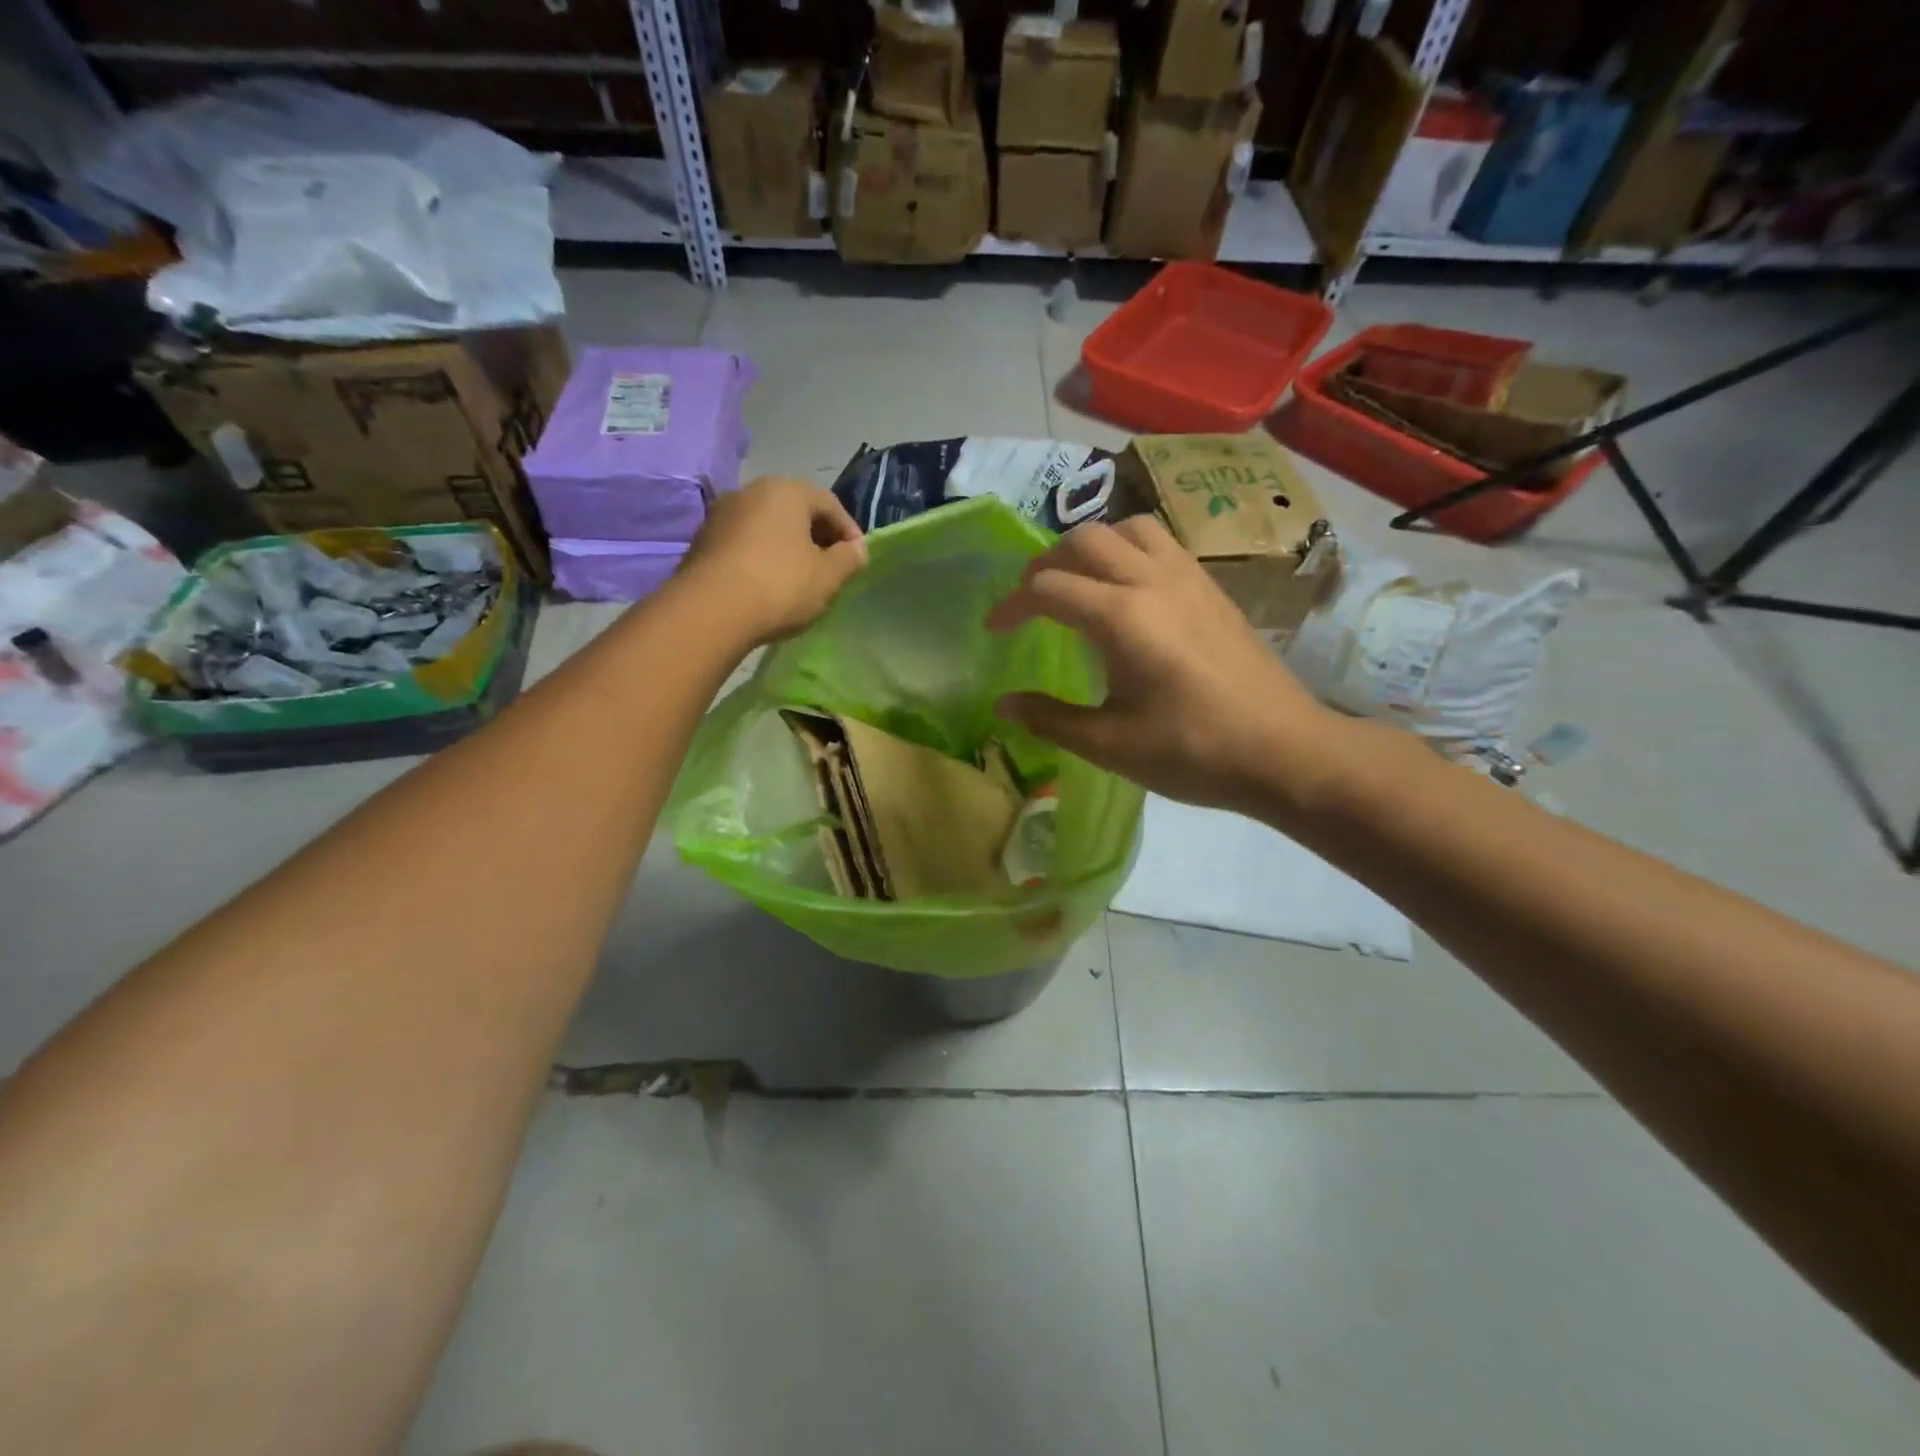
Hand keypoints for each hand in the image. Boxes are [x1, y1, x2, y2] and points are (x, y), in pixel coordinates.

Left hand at [682, 477, 867, 645]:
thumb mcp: (828, 577)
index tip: (857, 558)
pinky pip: (744, 542)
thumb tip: (857, 549)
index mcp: (787, 491)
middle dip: (816, 536)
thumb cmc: (780, 586)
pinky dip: (761, 556)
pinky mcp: (702, 540)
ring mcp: (722, 514)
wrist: (710, 611)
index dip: (849, 530)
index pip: (829, 503)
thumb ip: (849, 559)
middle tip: (830, 566)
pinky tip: (767, 584)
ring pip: (767, 525)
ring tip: (799, 577)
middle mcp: (751, 491)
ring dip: (787, 546)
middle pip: (795, 510)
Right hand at [986, 516, 1352, 815]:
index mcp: (1120, 616)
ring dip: (1092, 547)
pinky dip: (1129, 550)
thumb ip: (1049, 718)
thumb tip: (1002, 704)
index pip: (1048, 587)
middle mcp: (1151, 580)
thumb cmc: (1192, 751)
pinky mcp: (1212, 587)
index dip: (1012, 605)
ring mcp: (1188, 577)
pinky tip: (1128, 592)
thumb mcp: (1109, 744)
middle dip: (1045, 564)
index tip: (995, 630)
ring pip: (1127, 529)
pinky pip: (1161, 543)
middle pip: (1084, 540)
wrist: (1284, 751)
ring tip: (1079, 584)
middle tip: (1030, 602)